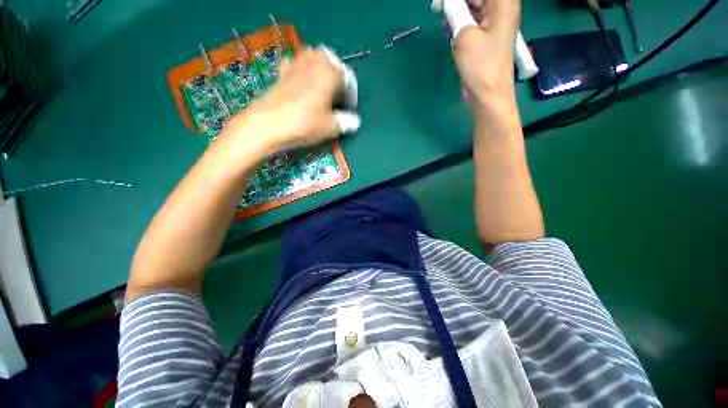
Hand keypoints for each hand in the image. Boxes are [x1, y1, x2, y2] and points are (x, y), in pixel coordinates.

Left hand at [225, 48, 346, 151]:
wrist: (268, 124)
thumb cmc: (305, 124)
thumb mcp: (331, 127)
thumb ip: (346, 122)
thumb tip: (354, 121)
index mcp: (330, 74)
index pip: (347, 79)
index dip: (351, 95)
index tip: (350, 109)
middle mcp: (314, 63)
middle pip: (330, 61)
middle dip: (337, 75)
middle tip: (337, 93)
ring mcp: (295, 65)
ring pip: (312, 56)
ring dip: (320, 67)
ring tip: (321, 84)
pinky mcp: (281, 73)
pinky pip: (294, 64)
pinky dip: (300, 69)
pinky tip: (300, 81)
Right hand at [452, 0, 520, 100]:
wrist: (488, 93)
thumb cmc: (480, 65)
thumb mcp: (464, 35)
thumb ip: (455, 12)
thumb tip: (446, 2)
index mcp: (502, 2)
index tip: (442, 4)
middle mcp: (501, 8)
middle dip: (456, 3)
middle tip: (438, 8)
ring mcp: (494, 22)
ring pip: (473, 7)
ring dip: (456, 12)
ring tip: (444, 23)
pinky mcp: (487, 35)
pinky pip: (472, 20)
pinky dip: (460, 22)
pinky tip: (449, 30)